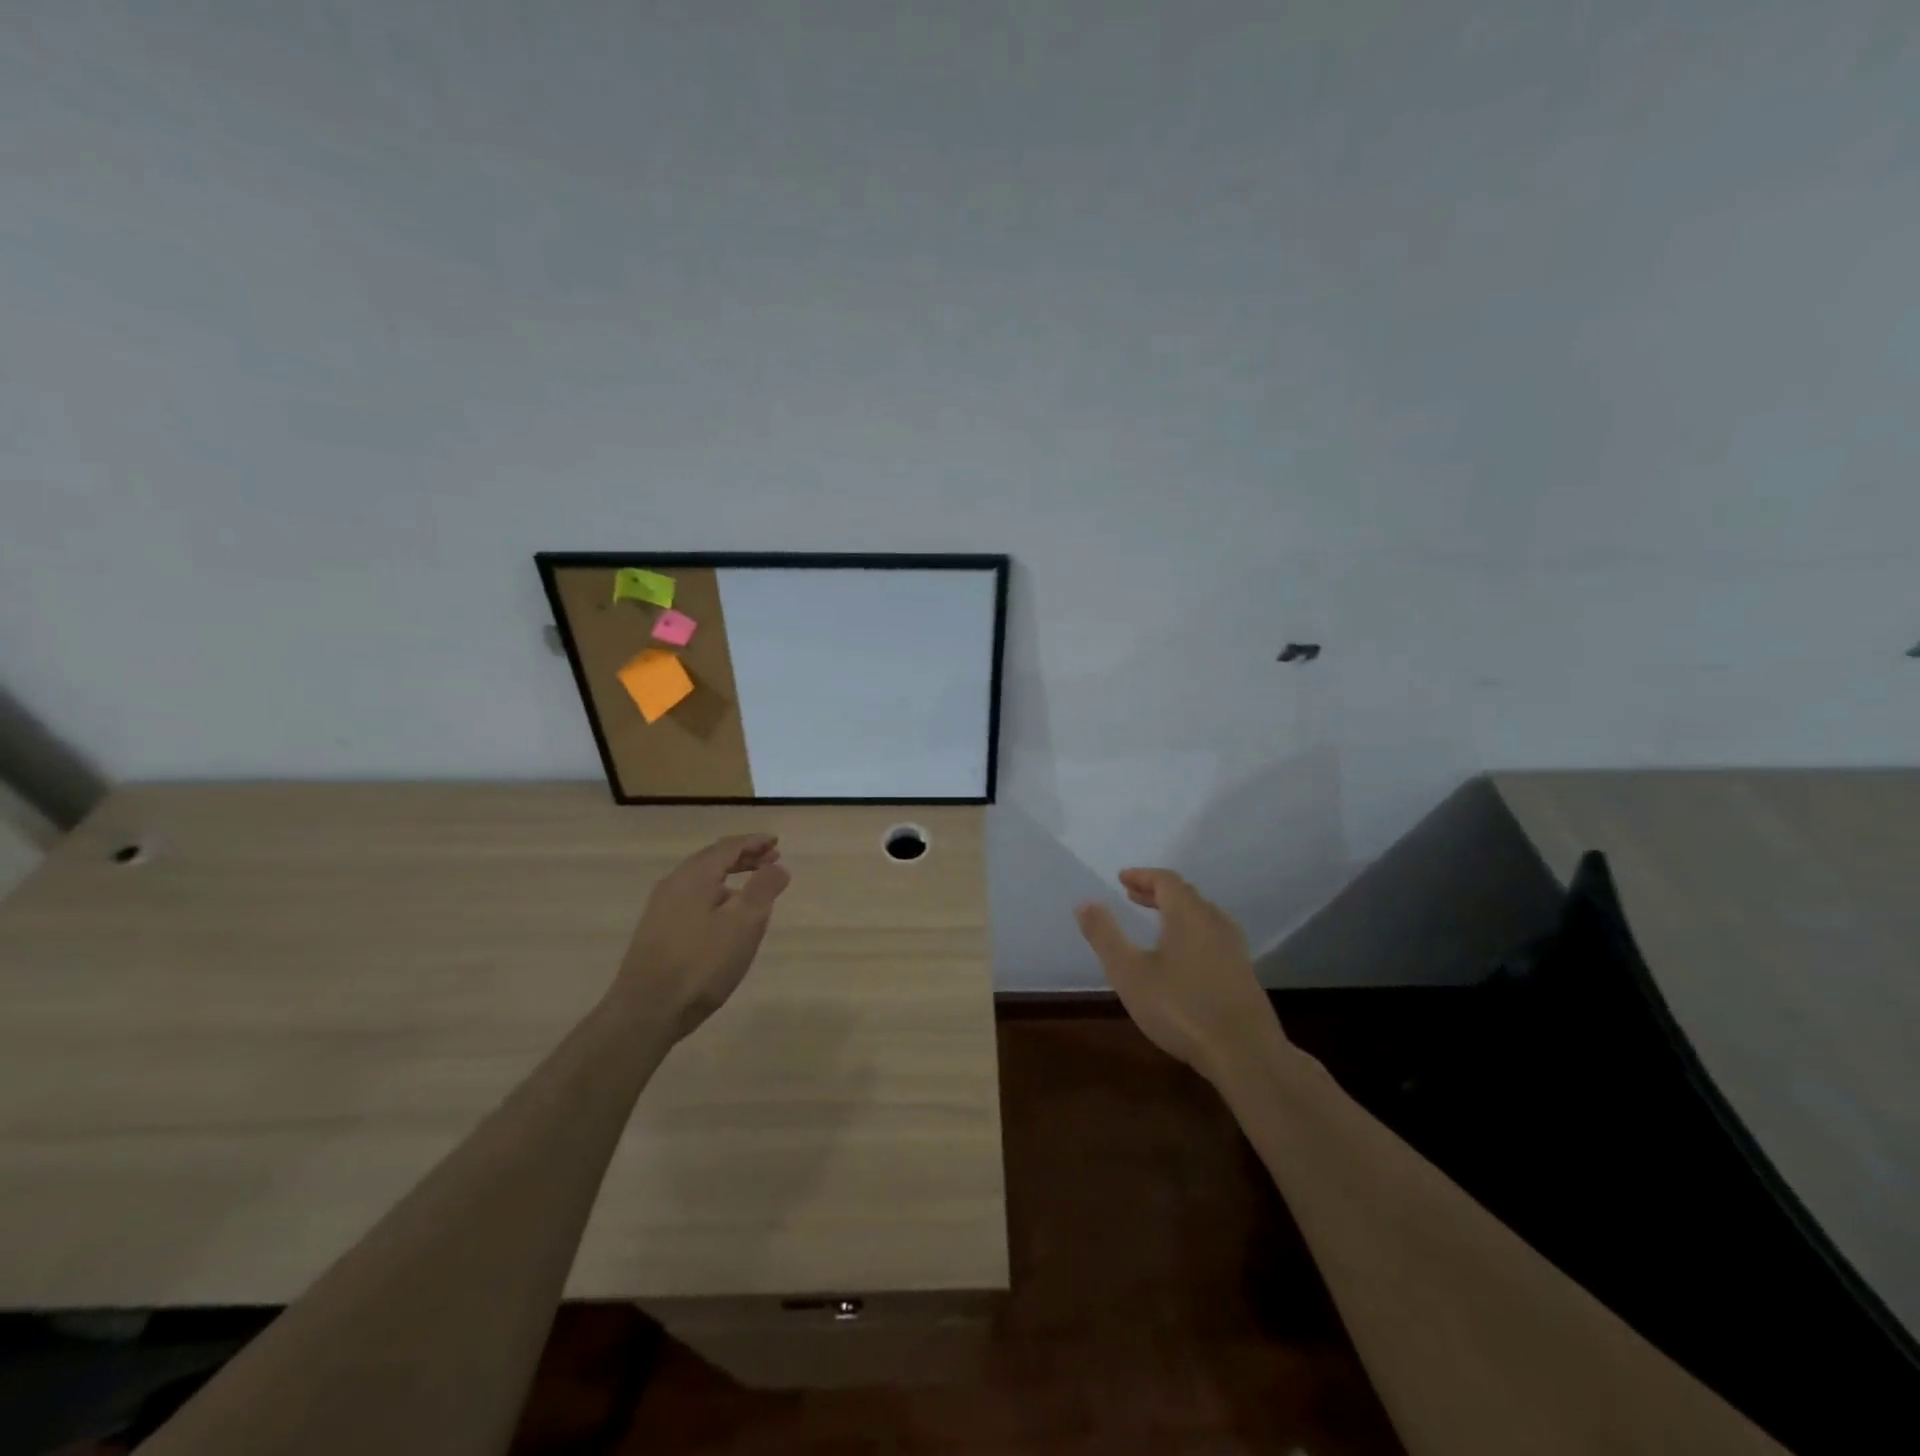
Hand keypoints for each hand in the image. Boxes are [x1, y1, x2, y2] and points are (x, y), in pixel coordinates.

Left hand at [614, 834, 791, 1040]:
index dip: (754, 842)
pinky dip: (716, 893)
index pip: (728, 847)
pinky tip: (724, 915)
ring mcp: (661, 908)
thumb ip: (764, 889)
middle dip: (743, 857)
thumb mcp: (744, 923)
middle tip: (770, 859)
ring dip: (729, 876)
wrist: (646, 1010)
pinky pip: (692, 897)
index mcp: (695, 876)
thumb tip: (777, 865)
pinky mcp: (657, 931)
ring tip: (752, 886)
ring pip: (701, 879)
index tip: (776, 842)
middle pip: (712, 859)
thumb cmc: (702, 963)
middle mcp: (674, 884)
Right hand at [1074, 869, 1280, 1080]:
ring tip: (1155, 923)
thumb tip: (1085, 902)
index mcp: (1189, 914)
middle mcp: (1215, 922)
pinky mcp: (1243, 973)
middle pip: (1186, 895)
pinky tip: (1182, 957)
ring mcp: (1234, 948)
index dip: (1142, 876)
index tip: (1121, 879)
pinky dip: (1191, 931)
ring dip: (1175, 912)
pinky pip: (1212, 936)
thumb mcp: (1129, 973)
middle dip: (1157, 892)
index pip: (1166, 880)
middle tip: (1132, 896)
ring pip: (1202, 916)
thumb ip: (1105, 935)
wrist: (1245, 1054)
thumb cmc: (1180, 1008)